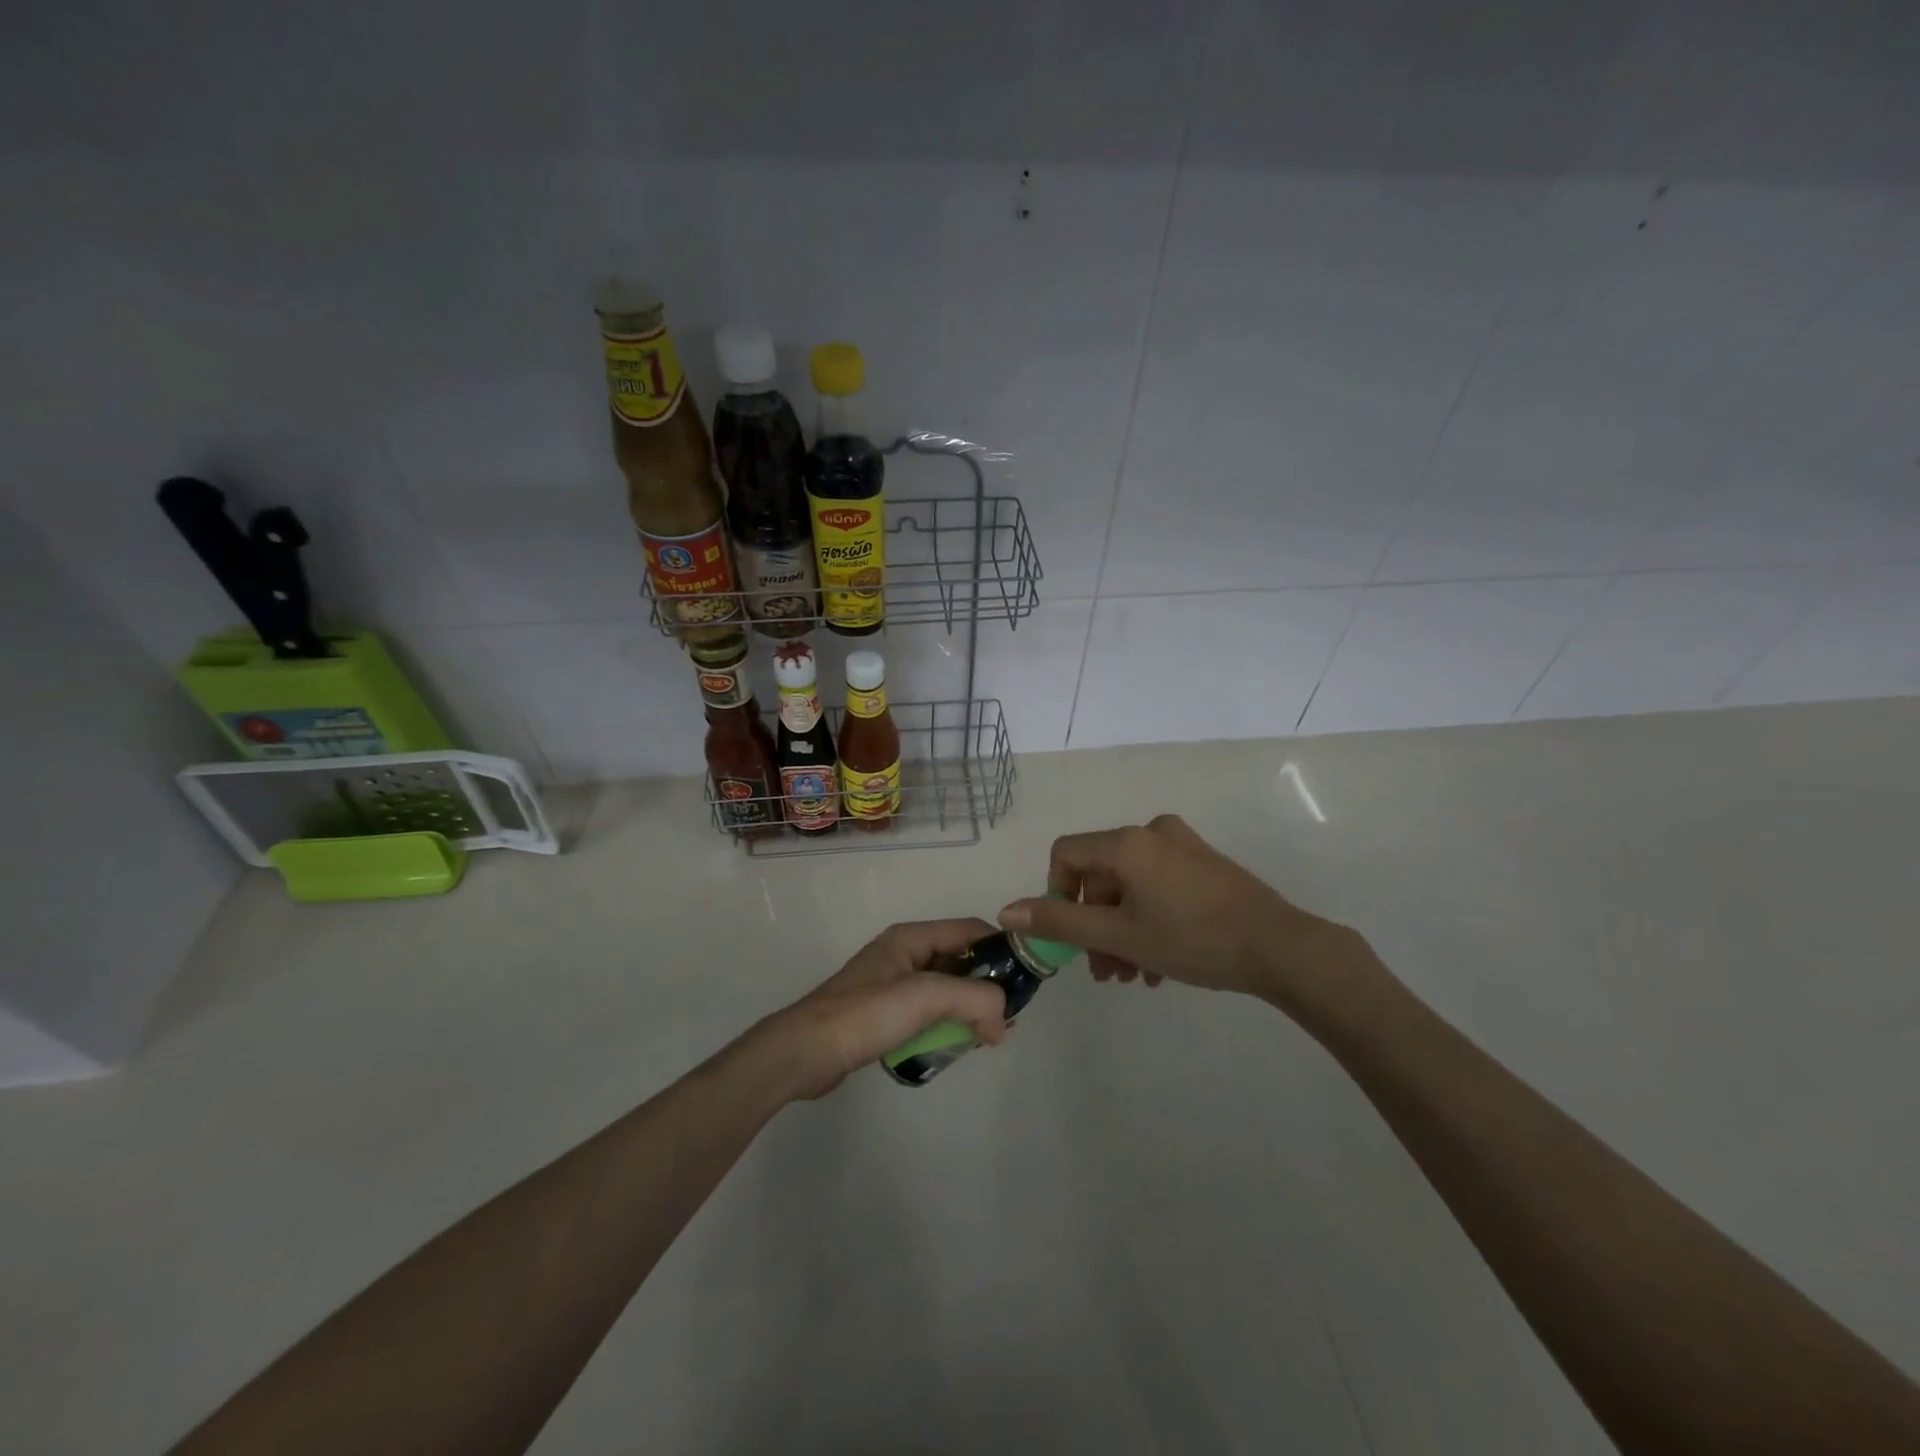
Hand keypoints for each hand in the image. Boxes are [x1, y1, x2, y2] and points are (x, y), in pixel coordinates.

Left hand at [748, 919, 1009, 1100]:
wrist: (806, 1052)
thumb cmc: (866, 1014)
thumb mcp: (926, 997)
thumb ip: (975, 1000)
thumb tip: (1004, 1021)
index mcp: (911, 937)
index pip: (970, 930)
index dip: (1001, 949)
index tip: (1026, 978)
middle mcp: (904, 954)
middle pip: (960, 960)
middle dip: (987, 985)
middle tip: (1009, 1017)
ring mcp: (892, 984)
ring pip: (946, 990)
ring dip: (968, 1009)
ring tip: (988, 1036)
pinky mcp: (884, 1014)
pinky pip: (928, 1012)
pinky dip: (947, 1024)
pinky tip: (956, 1046)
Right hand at [997, 815, 1368, 1009]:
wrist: (1280, 947)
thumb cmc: (1192, 939)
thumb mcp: (1118, 935)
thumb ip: (1059, 921)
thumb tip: (1007, 911)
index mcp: (1127, 842)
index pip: (1066, 854)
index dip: (1056, 894)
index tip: (1072, 935)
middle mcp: (1152, 832)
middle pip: (1101, 875)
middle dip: (1095, 925)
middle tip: (1105, 972)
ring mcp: (1183, 846)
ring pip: (1131, 886)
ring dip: (1122, 930)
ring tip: (1133, 975)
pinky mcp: (1205, 864)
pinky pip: (1159, 886)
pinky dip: (1149, 919)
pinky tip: (1159, 965)